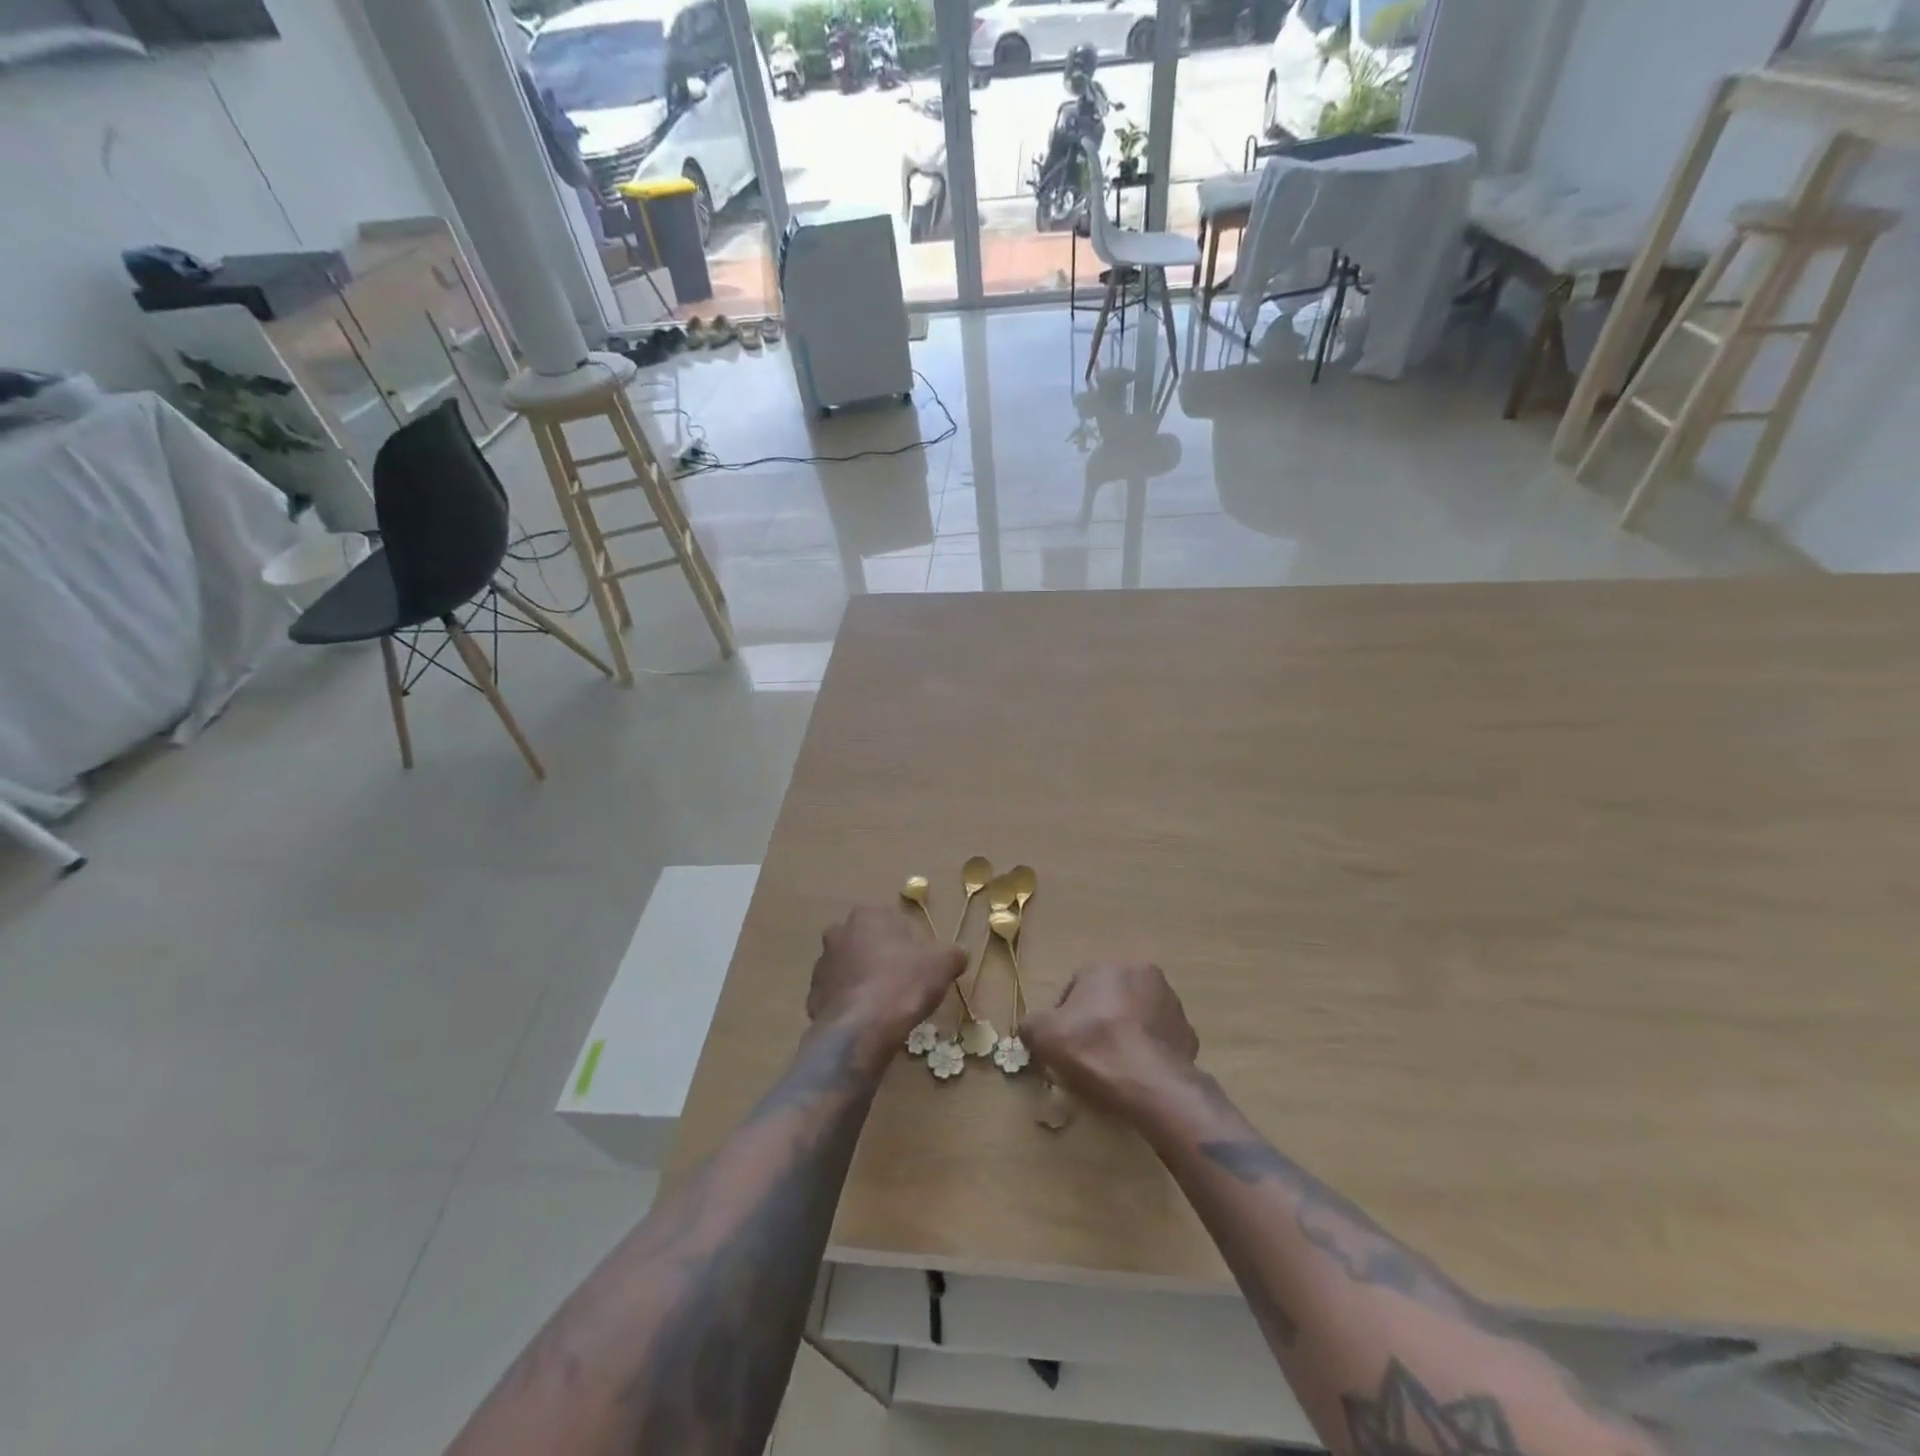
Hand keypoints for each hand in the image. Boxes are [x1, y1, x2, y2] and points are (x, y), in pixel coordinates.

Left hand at [808, 906, 964, 1051]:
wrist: (862, 1029)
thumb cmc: (904, 984)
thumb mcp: (942, 964)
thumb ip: (952, 954)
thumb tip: (957, 955)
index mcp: (868, 916)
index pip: (890, 921)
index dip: (906, 942)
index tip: (918, 963)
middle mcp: (839, 933)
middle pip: (865, 942)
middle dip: (879, 957)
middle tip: (901, 982)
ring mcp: (821, 966)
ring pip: (847, 969)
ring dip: (861, 981)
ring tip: (883, 1006)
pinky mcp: (812, 997)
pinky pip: (836, 997)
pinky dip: (849, 1006)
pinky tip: (866, 1022)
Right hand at [1021, 962, 1199, 1111]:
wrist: (1153, 1085)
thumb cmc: (1095, 1049)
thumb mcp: (1044, 1036)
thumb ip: (1030, 1024)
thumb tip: (1030, 1027)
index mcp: (1106, 967)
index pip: (1076, 988)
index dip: (1065, 1018)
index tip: (1062, 1045)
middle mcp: (1142, 974)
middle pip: (1109, 999)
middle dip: (1098, 1022)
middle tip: (1087, 1056)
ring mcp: (1171, 1004)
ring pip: (1137, 1018)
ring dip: (1125, 1035)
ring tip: (1114, 1069)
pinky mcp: (1189, 1034)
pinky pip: (1160, 1041)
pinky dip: (1149, 1053)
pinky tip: (1138, 1077)